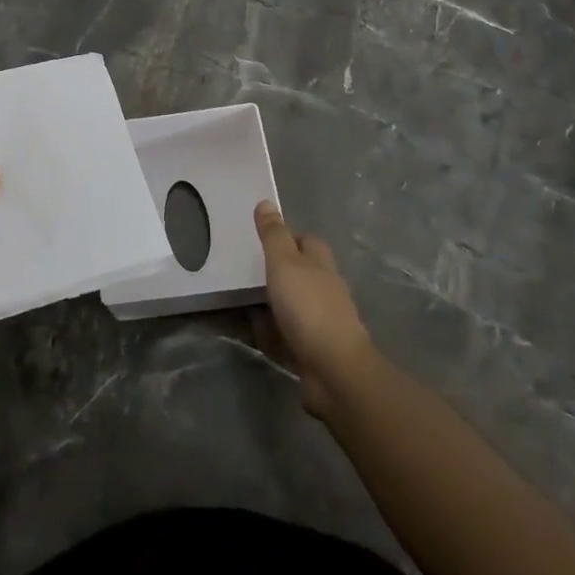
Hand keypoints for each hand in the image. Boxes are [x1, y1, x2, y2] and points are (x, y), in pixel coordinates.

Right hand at [255, 200, 376, 418]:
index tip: (262, 239)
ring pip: (292, 306)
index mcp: (320, 264)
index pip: (306, 241)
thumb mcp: (284, 263)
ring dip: (272, 305)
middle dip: (277, 273)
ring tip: (241, 302)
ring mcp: (322, 323)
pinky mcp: (314, 352)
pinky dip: (272, 334)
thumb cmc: (308, 308)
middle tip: (244, 272)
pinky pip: (287, 336)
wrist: (334, 371)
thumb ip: (273, 235)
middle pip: (300, 273)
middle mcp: (324, 290)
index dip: (287, 237)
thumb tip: (266, 202)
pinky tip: (255, 334)